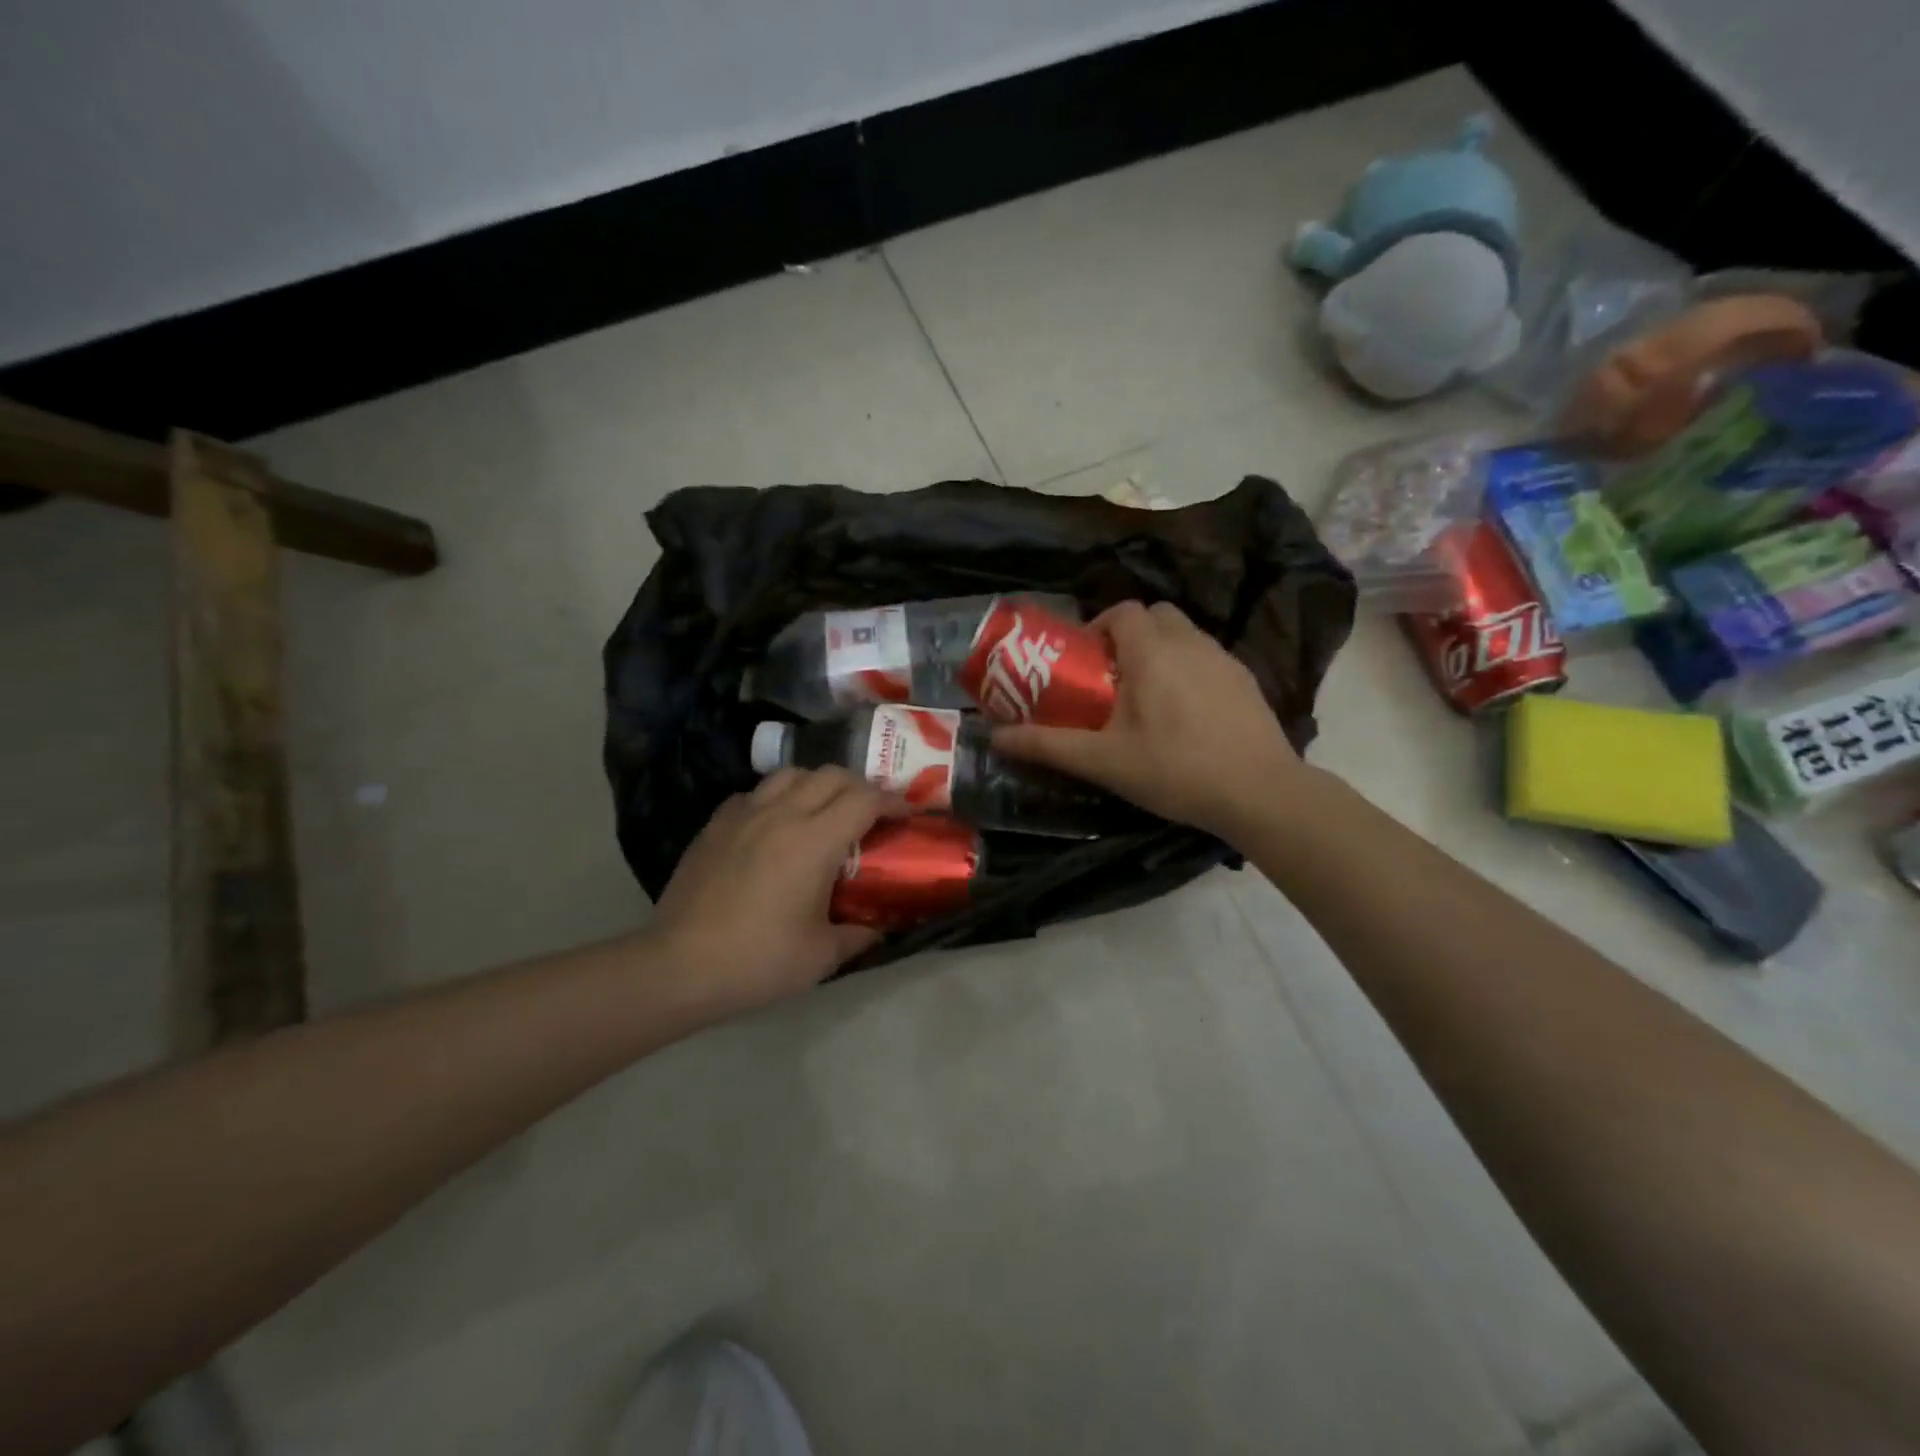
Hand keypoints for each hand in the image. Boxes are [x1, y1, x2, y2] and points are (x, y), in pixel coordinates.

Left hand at [650, 768, 905, 1012]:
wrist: (679, 967)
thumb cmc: (758, 961)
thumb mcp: (822, 956)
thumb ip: (860, 934)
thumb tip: (882, 925)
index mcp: (814, 841)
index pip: (865, 798)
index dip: (893, 802)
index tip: (906, 815)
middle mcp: (782, 814)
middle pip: (832, 775)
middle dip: (860, 787)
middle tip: (870, 814)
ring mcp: (744, 814)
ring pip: (791, 774)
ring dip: (818, 784)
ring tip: (824, 811)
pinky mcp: (716, 824)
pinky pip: (755, 792)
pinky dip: (777, 798)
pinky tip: (776, 824)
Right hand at [994, 600, 1305, 841]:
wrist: (1259, 793)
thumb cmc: (1174, 769)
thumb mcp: (1102, 761)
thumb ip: (1047, 745)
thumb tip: (996, 737)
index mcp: (1152, 651)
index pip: (1122, 610)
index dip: (1099, 626)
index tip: (1085, 660)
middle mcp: (1191, 643)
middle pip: (1155, 615)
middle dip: (1129, 635)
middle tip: (1112, 677)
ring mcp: (1225, 659)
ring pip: (1185, 635)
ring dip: (1160, 651)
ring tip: (1146, 697)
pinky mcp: (1247, 680)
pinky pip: (1208, 658)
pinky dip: (1189, 670)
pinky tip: (1185, 715)